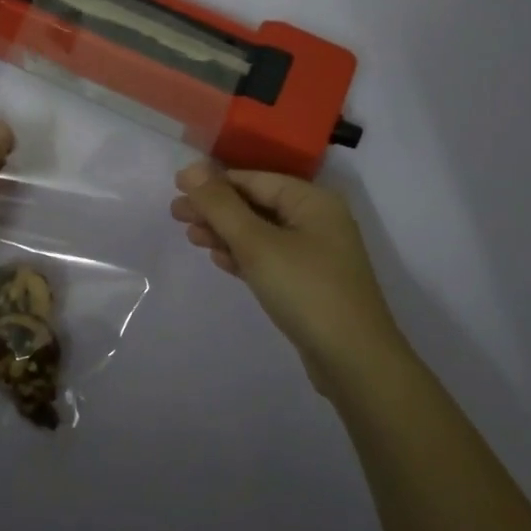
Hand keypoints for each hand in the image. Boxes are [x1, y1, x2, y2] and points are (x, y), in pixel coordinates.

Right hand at [172, 162, 405, 393]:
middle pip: (257, 204)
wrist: (355, 362)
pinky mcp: (310, 283)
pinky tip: (219, 259)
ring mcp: (316, 254)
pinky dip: (244, 256)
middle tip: (175, 215)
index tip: (177, 189)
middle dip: (216, 209)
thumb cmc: (305, 290)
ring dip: (226, 233)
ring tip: (191, 237)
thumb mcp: (257, 244)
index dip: (214, 182)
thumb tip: (189, 168)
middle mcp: (317, 220)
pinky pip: (270, 258)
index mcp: (312, 200)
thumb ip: (221, 205)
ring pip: (261, 233)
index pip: (254, 179)